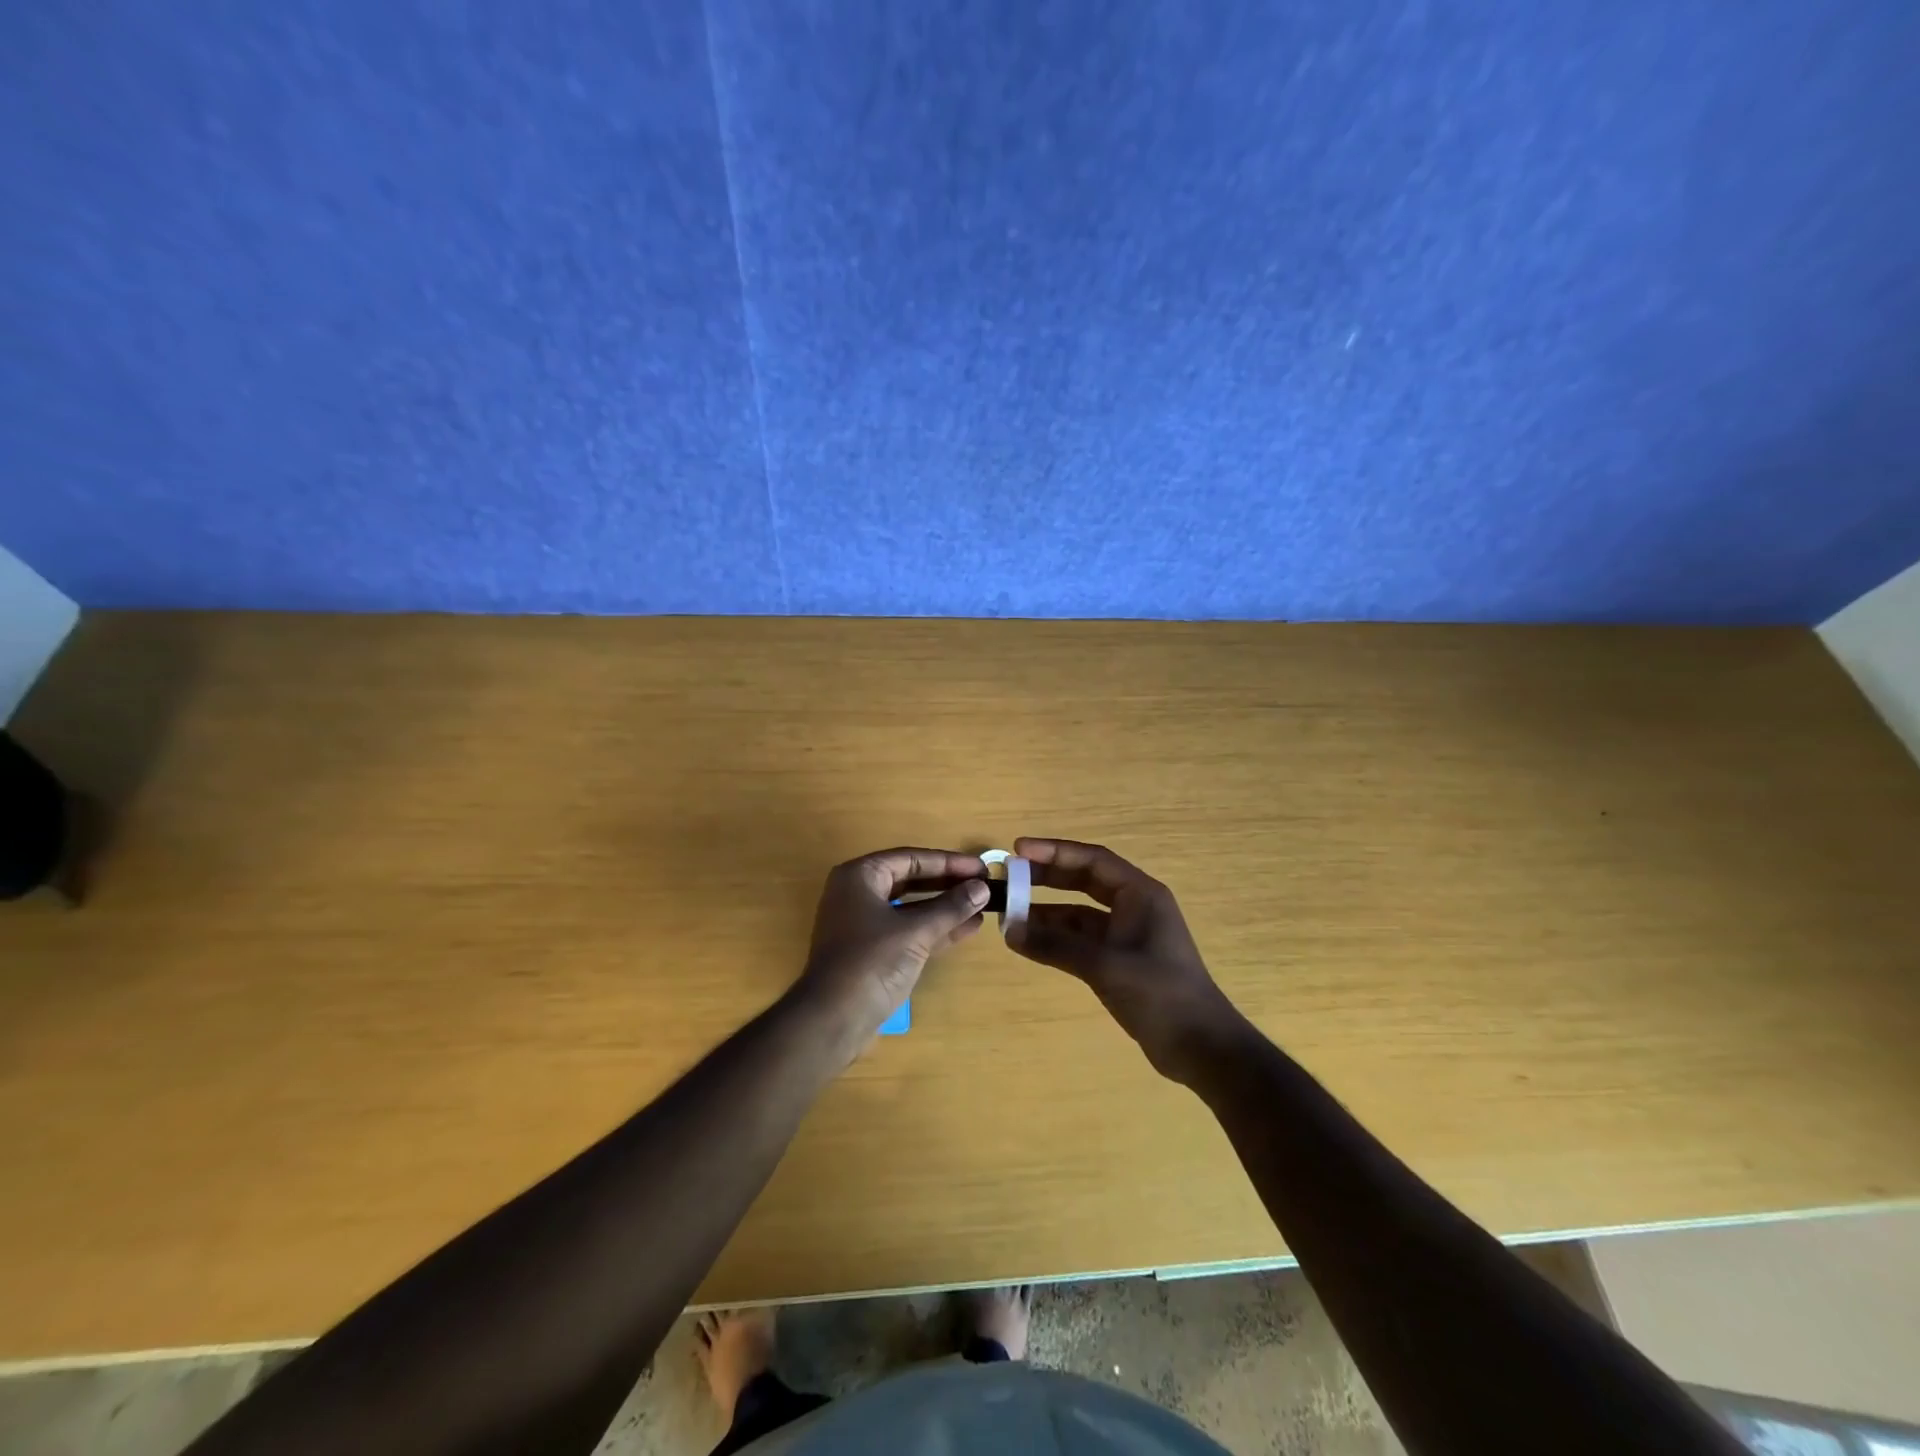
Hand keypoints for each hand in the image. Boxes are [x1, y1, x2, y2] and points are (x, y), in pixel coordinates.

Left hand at [796, 847, 987, 1054]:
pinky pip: (908, 930)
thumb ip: (950, 907)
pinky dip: (934, 929)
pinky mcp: (872, 951)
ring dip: (945, 908)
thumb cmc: (871, 962)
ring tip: (982, 907)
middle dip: (948, 883)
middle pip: (911, 880)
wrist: (833, 1020)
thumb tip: (982, 888)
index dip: (949, 862)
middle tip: (984, 884)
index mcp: (860, 876)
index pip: (911, 858)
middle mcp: (858, 893)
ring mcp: (863, 924)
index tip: (982, 867)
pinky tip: (967, 929)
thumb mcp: (915, 931)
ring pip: (911, 907)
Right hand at [1008, 838, 1246, 1083]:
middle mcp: (1134, 907)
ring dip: (1047, 913)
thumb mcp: (1104, 965)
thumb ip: (1056, 945)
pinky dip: (1056, 940)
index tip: (1018, 850)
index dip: (1054, 851)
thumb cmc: (1159, 994)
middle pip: (1084, 880)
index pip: (1092, 859)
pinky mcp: (1120, 961)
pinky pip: (1081, 940)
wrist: (1201, 1047)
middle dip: (1047, 878)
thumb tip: (1010, 930)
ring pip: (1079, 913)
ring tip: (1009, 914)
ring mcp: (1127, 935)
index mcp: (1140, 894)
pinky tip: (1028, 944)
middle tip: (1009, 877)